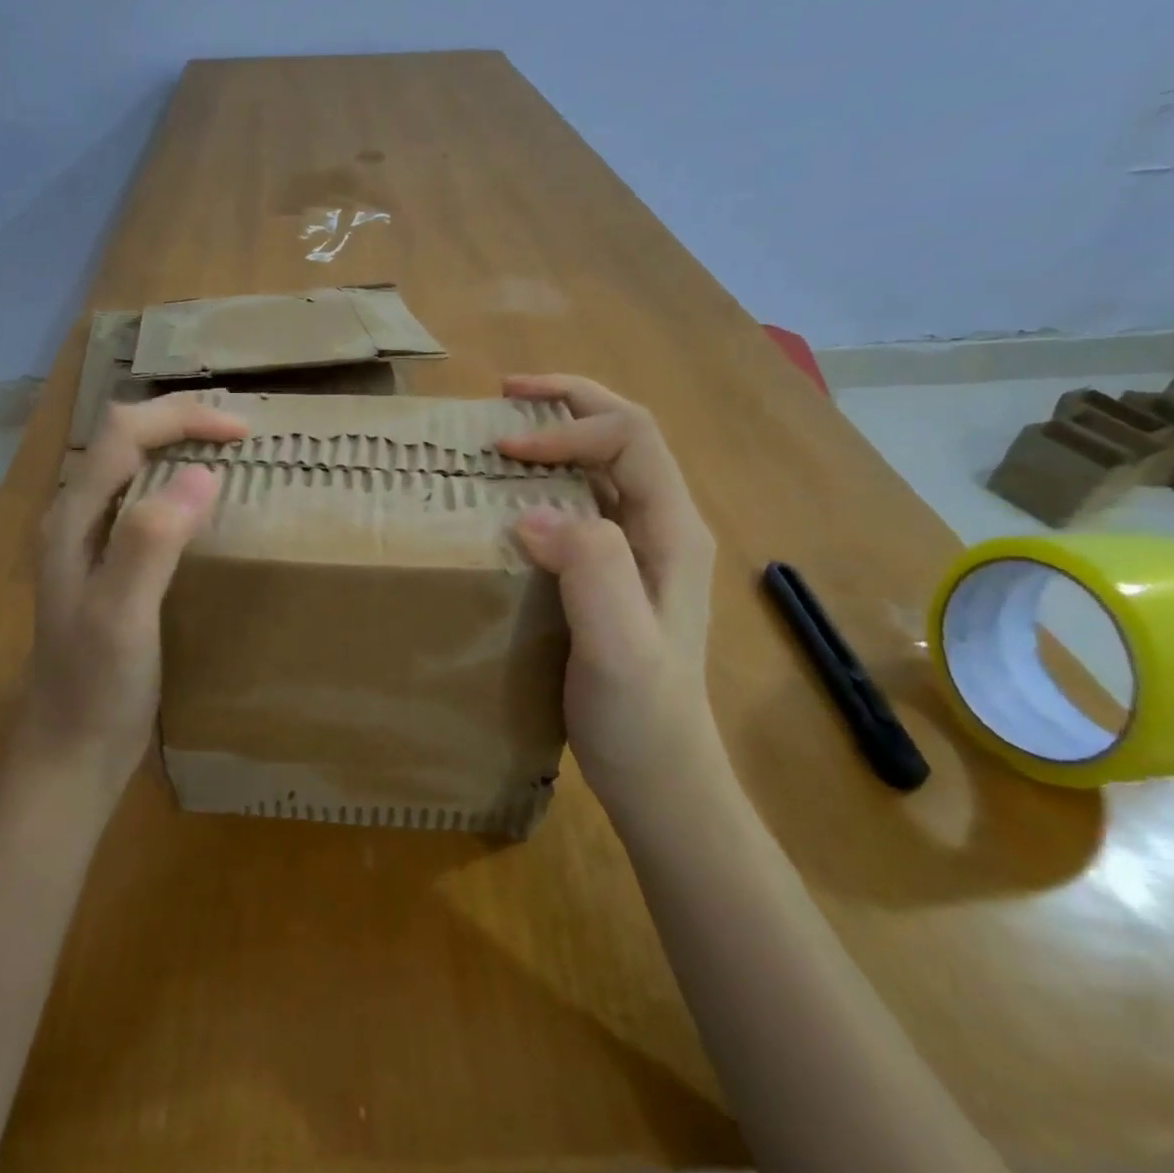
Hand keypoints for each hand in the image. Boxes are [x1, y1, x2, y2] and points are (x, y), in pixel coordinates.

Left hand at [22, 394, 247, 798]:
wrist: (71, 751)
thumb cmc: (94, 687)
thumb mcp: (123, 614)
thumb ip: (151, 540)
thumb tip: (204, 473)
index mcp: (73, 518)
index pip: (124, 433)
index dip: (183, 417)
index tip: (243, 433)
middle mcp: (75, 518)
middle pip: (123, 439)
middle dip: (179, 422)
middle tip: (238, 435)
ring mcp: (89, 543)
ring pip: (132, 467)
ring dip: (177, 447)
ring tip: (227, 456)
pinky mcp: (108, 567)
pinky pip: (142, 502)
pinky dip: (177, 486)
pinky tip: (203, 509)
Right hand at [496, 374, 718, 789]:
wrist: (661, 778)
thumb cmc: (641, 716)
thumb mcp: (618, 646)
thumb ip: (590, 569)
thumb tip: (531, 512)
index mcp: (671, 530)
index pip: (629, 438)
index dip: (566, 429)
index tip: (504, 449)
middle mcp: (660, 528)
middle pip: (623, 435)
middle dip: (567, 404)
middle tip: (504, 394)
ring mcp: (638, 552)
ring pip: (601, 467)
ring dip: (556, 437)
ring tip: (502, 433)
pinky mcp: (611, 575)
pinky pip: (580, 505)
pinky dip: (545, 482)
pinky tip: (511, 497)